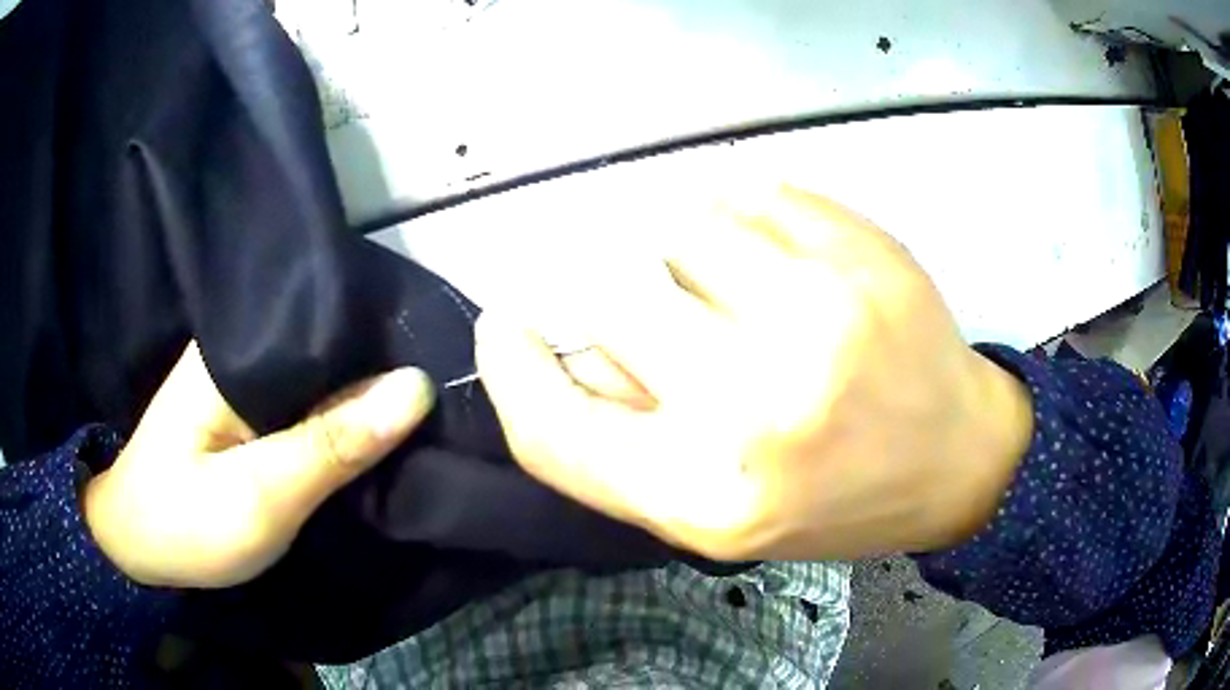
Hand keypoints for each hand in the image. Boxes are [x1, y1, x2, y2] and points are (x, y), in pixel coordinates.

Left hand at [84, 342, 433, 587]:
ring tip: (425, 405)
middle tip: (447, 387)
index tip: (445, 352)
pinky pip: (306, 404)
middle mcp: (240, 351)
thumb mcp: (261, 496)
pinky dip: (339, 417)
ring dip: (362, 395)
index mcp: (236, 349)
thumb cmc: (187, 525)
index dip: (384, 333)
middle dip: (380, 366)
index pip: (325, 316)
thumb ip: (332, 445)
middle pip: (326, 345)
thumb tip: (415, 387)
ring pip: (318, 376)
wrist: (138, 550)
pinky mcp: (245, 414)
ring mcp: (241, 382)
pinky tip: (374, 427)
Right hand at [477, 186, 1032, 560]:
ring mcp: (820, 318)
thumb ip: (627, 445)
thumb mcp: (720, 513)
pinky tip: (782, 255)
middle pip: (605, 295)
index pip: (551, 427)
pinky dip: (745, 213)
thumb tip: (572, 355)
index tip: (504, 332)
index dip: (510, 372)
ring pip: (677, 225)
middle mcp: (756, 410)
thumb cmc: (837, 500)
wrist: (958, 460)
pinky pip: (751, 192)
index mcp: (704, 497)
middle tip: (664, 311)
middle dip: (614, 297)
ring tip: (738, 285)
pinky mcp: (863, 255)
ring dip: (684, 249)